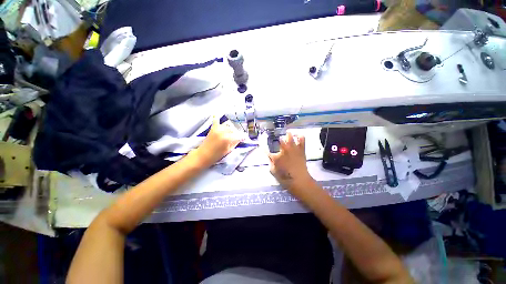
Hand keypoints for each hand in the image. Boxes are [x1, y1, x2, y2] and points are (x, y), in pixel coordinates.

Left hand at [194, 117, 242, 167]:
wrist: (203, 155)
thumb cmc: (216, 155)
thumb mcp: (228, 150)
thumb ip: (235, 143)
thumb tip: (240, 139)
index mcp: (227, 139)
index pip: (238, 136)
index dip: (241, 137)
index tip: (244, 139)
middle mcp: (223, 132)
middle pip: (233, 130)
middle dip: (235, 133)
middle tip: (236, 138)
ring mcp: (217, 129)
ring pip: (227, 126)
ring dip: (229, 129)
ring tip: (230, 134)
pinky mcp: (212, 129)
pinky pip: (216, 121)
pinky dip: (217, 118)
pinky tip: (217, 114)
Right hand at [268, 132, 315, 193]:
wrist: (299, 180)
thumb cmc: (285, 178)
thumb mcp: (273, 171)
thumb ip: (270, 162)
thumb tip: (270, 157)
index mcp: (276, 156)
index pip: (267, 151)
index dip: (264, 149)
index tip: (263, 147)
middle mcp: (284, 150)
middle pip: (280, 140)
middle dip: (277, 138)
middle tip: (277, 139)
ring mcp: (293, 149)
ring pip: (290, 137)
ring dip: (288, 135)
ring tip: (287, 134)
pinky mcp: (301, 149)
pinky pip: (301, 140)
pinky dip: (300, 137)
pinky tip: (298, 136)